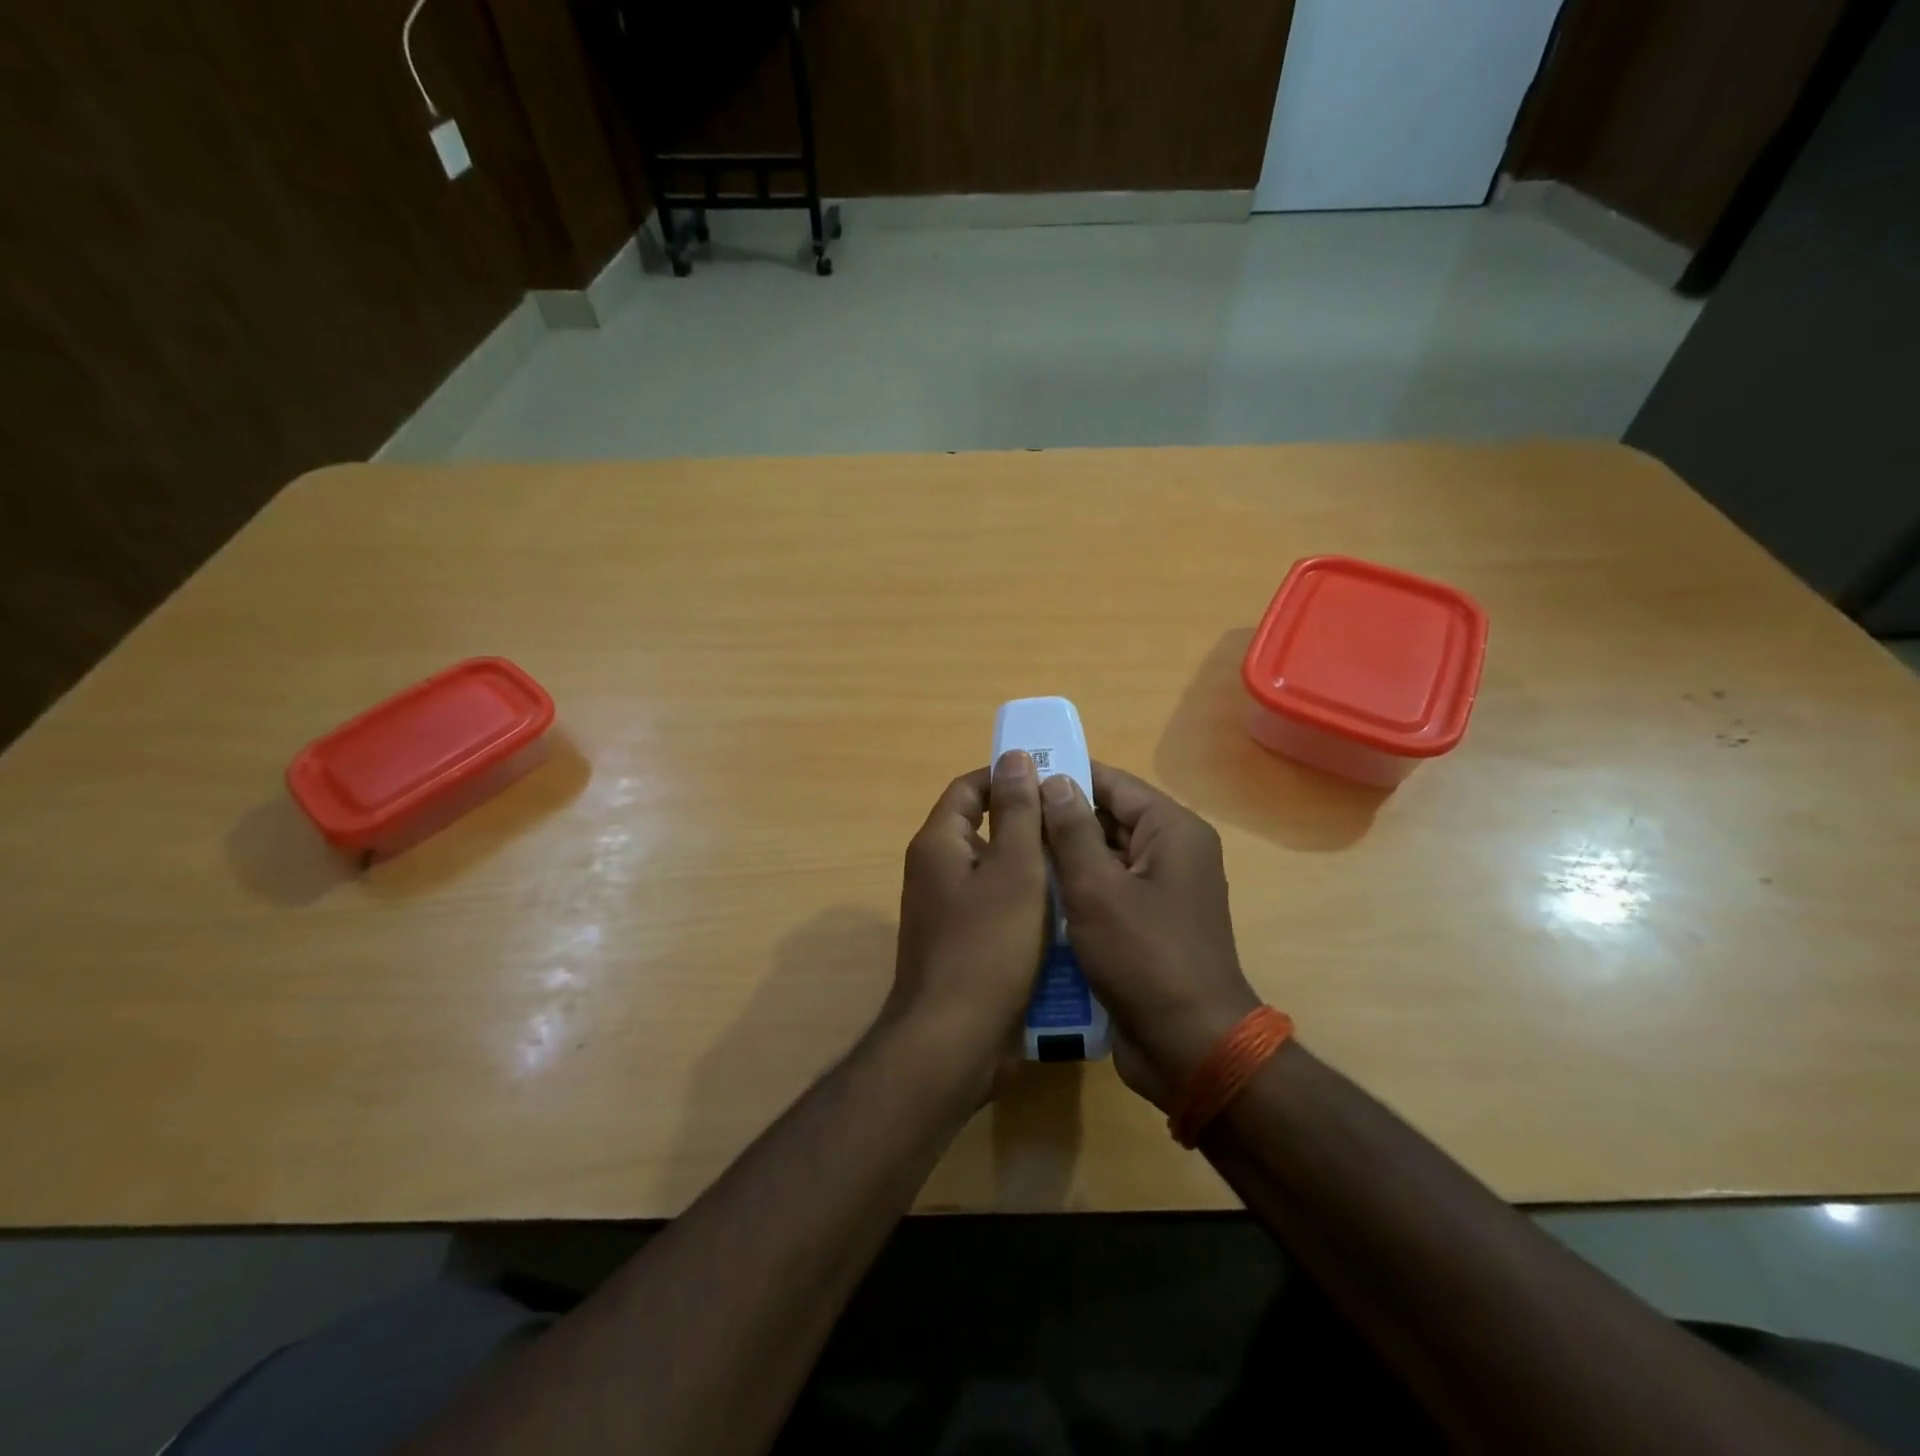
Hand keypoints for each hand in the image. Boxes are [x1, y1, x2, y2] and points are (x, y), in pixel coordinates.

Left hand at [882, 753, 1051, 1090]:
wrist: (954, 1042)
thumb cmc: (987, 946)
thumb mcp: (1014, 871)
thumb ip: (1017, 812)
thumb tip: (1015, 757)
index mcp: (939, 844)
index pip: (969, 789)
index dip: (1007, 777)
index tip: (1054, 779)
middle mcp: (936, 872)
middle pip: (984, 830)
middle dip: (1030, 825)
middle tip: (1078, 826)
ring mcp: (947, 913)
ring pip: (997, 874)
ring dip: (1034, 869)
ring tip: (1083, 866)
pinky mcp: (963, 946)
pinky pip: (998, 911)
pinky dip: (1028, 907)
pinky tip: (1067, 916)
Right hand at [1039, 764, 1258, 1109]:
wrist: (1189, 1046)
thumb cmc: (1143, 957)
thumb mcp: (1096, 887)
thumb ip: (1071, 830)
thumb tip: (1053, 779)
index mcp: (1171, 830)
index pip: (1112, 783)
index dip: (1065, 775)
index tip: (1016, 776)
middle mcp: (1172, 852)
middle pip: (1108, 819)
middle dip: (1059, 820)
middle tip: (1005, 820)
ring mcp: (1162, 891)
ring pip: (1103, 857)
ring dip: (1063, 858)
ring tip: (1010, 854)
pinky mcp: (1148, 924)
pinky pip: (1108, 891)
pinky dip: (1076, 890)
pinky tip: (1034, 896)